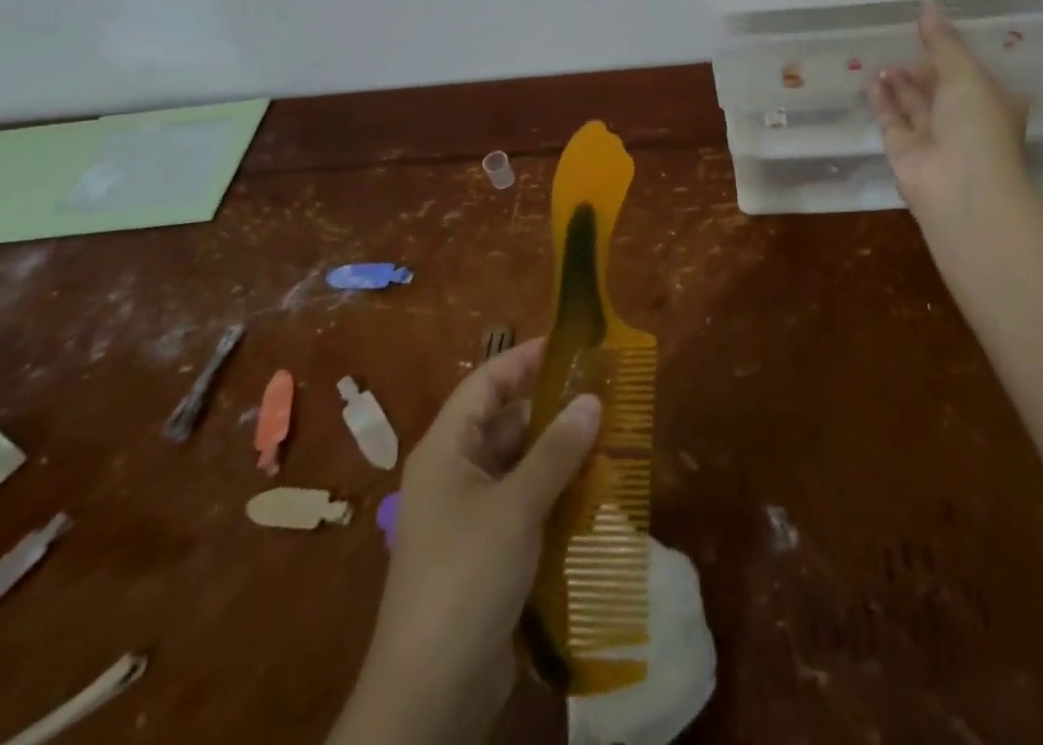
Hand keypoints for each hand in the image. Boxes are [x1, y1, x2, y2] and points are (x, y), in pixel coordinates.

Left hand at [343, 339, 600, 744]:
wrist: (429, 696)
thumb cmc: (465, 578)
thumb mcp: (516, 506)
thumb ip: (556, 450)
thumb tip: (592, 399)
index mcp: (446, 449)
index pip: (486, 382)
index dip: (526, 359)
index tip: (572, 346)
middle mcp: (454, 473)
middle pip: (506, 422)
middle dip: (554, 410)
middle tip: (606, 398)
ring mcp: (469, 516)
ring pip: (520, 465)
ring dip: (561, 456)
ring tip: (612, 441)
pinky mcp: (487, 552)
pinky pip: (525, 504)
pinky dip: (556, 495)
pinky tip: (595, 495)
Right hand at [869, 1, 1032, 227]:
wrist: (961, 189)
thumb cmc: (977, 125)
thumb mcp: (965, 73)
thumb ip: (942, 41)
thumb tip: (928, 5)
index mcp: (992, 101)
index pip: (971, 72)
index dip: (952, 52)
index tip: (930, 30)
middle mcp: (964, 120)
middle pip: (940, 88)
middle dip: (922, 67)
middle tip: (900, 41)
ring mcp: (934, 137)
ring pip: (914, 104)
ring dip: (900, 82)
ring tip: (882, 58)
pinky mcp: (905, 151)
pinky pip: (892, 120)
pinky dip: (883, 101)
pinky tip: (872, 81)